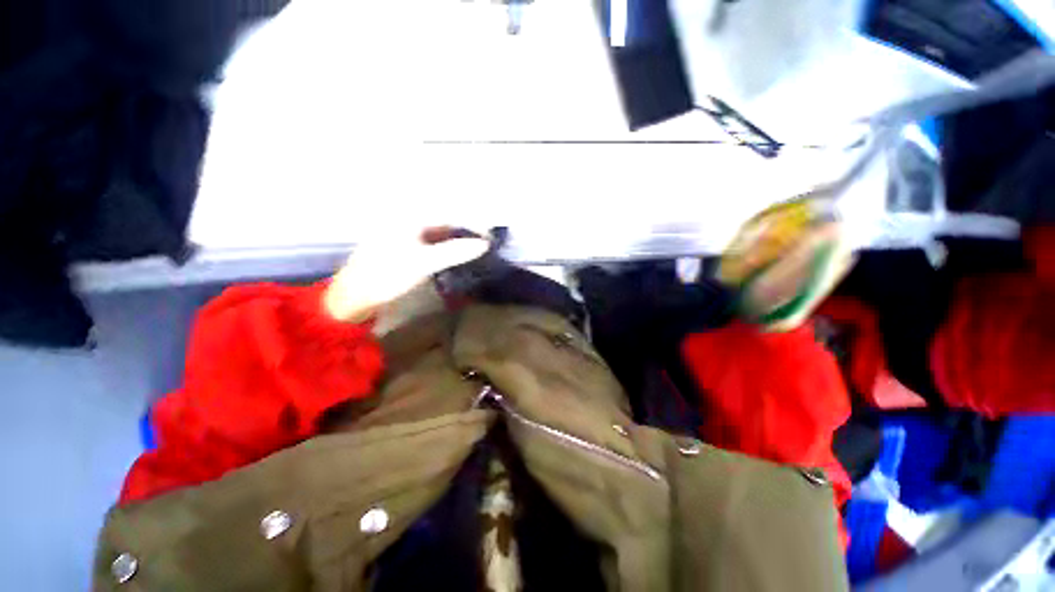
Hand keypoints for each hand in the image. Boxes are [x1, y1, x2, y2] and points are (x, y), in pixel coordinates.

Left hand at [323, 227, 489, 321]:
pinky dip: (448, 245)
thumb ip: (455, 251)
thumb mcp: (424, 263)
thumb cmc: (387, 275)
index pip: (450, 214)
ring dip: (459, 236)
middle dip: (468, 228)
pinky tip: (458, 251)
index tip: (490, 236)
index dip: (473, 223)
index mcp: (410, 216)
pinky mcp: (407, 245)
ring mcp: (407, 232)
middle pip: (446, 219)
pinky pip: (434, 240)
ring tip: (478, 245)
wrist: (355, 296)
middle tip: (487, 241)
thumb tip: (484, 244)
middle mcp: (409, 218)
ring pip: (441, 230)